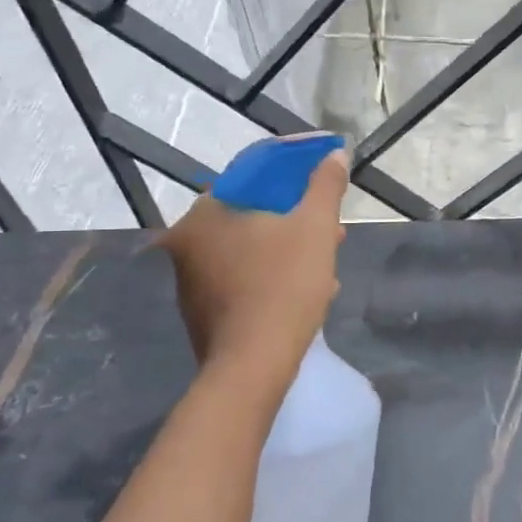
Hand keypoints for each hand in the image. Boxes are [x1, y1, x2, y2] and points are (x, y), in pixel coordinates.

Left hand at [154, 144, 348, 376]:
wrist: (253, 366)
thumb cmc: (284, 285)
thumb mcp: (315, 227)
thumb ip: (325, 186)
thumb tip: (335, 155)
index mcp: (205, 213)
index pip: (251, 176)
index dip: (293, 172)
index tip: (321, 180)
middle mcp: (186, 242)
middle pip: (251, 215)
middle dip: (296, 218)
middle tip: (330, 226)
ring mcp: (189, 281)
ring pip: (249, 249)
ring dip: (288, 249)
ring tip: (327, 260)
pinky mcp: (201, 312)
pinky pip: (242, 278)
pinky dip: (272, 275)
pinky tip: (306, 289)